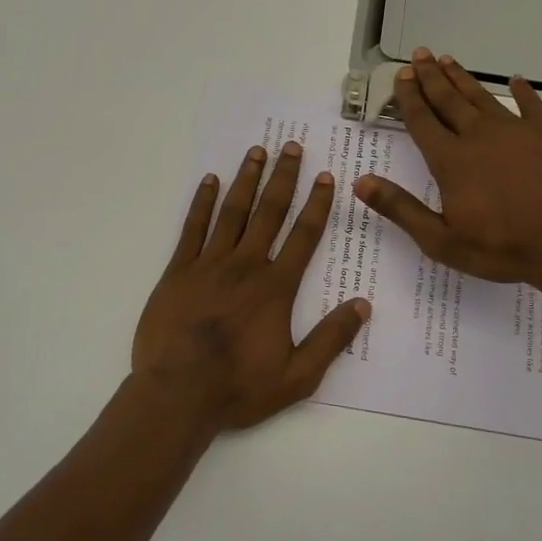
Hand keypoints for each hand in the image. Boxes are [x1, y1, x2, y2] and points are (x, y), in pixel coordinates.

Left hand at [133, 141, 371, 433]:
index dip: (316, 204)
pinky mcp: (178, 271)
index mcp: (275, 288)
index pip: (303, 236)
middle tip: (291, 146)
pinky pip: (192, 228)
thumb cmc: (239, 387)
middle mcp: (245, 266)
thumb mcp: (298, 376)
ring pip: (232, 212)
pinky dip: (202, 203)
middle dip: (283, 178)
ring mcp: (208, 265)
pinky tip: (209, 181)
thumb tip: (364, 305)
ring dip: (246, 180)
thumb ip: (331, 339)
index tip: (324, 176)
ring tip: (257, 152)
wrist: (177, 394)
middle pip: (268, 213)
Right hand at [356, 50, 541, 286]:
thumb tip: (361, 183)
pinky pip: (531, 107)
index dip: (409, 97)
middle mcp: (478, 136)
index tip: (401, 76)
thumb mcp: (440, 239)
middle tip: (419, 55)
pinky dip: (523, 92)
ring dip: (463, 78)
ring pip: (482, 97)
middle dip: (431, 77)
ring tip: (448, 60)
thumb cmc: (500, 247)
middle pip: (449, 100)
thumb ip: (400, 208)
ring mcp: (514, 133)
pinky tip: (516, 80)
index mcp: (451, 160)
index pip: (423, 121)